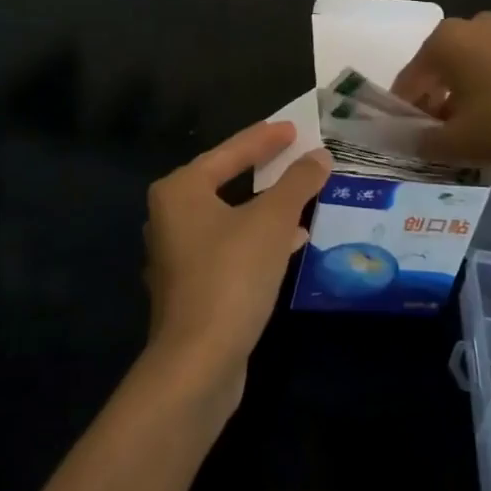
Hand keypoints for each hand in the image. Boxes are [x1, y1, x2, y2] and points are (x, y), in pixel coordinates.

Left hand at [142, 121, 330, 399]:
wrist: (198, 361)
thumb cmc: (232, 275)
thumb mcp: (273, 222)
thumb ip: (297, 184)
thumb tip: (319, 157)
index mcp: (180, 191)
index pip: (229, 152)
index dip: (263, 138)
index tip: (293, 129)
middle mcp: (171, 217)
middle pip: (224, 181)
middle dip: (263, 170)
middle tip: (294, 155)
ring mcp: (178, 255)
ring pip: (229, 217)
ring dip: (265, 206)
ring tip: (301, 196)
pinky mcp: (191, 286)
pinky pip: (230, 246)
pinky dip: (258, 238)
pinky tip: (291, 242)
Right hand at [392, 12, 490, 165]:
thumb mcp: (459, 143)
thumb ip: (423, 143)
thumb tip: (410, 141)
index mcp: (443, 42)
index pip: (408, 82)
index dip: (406, 115)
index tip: (412, 143)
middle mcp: (471, 26)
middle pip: (440, 72)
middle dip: (437, 106)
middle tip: (444, 141)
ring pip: (472, 70)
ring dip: (467, 99)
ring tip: (478, 134)